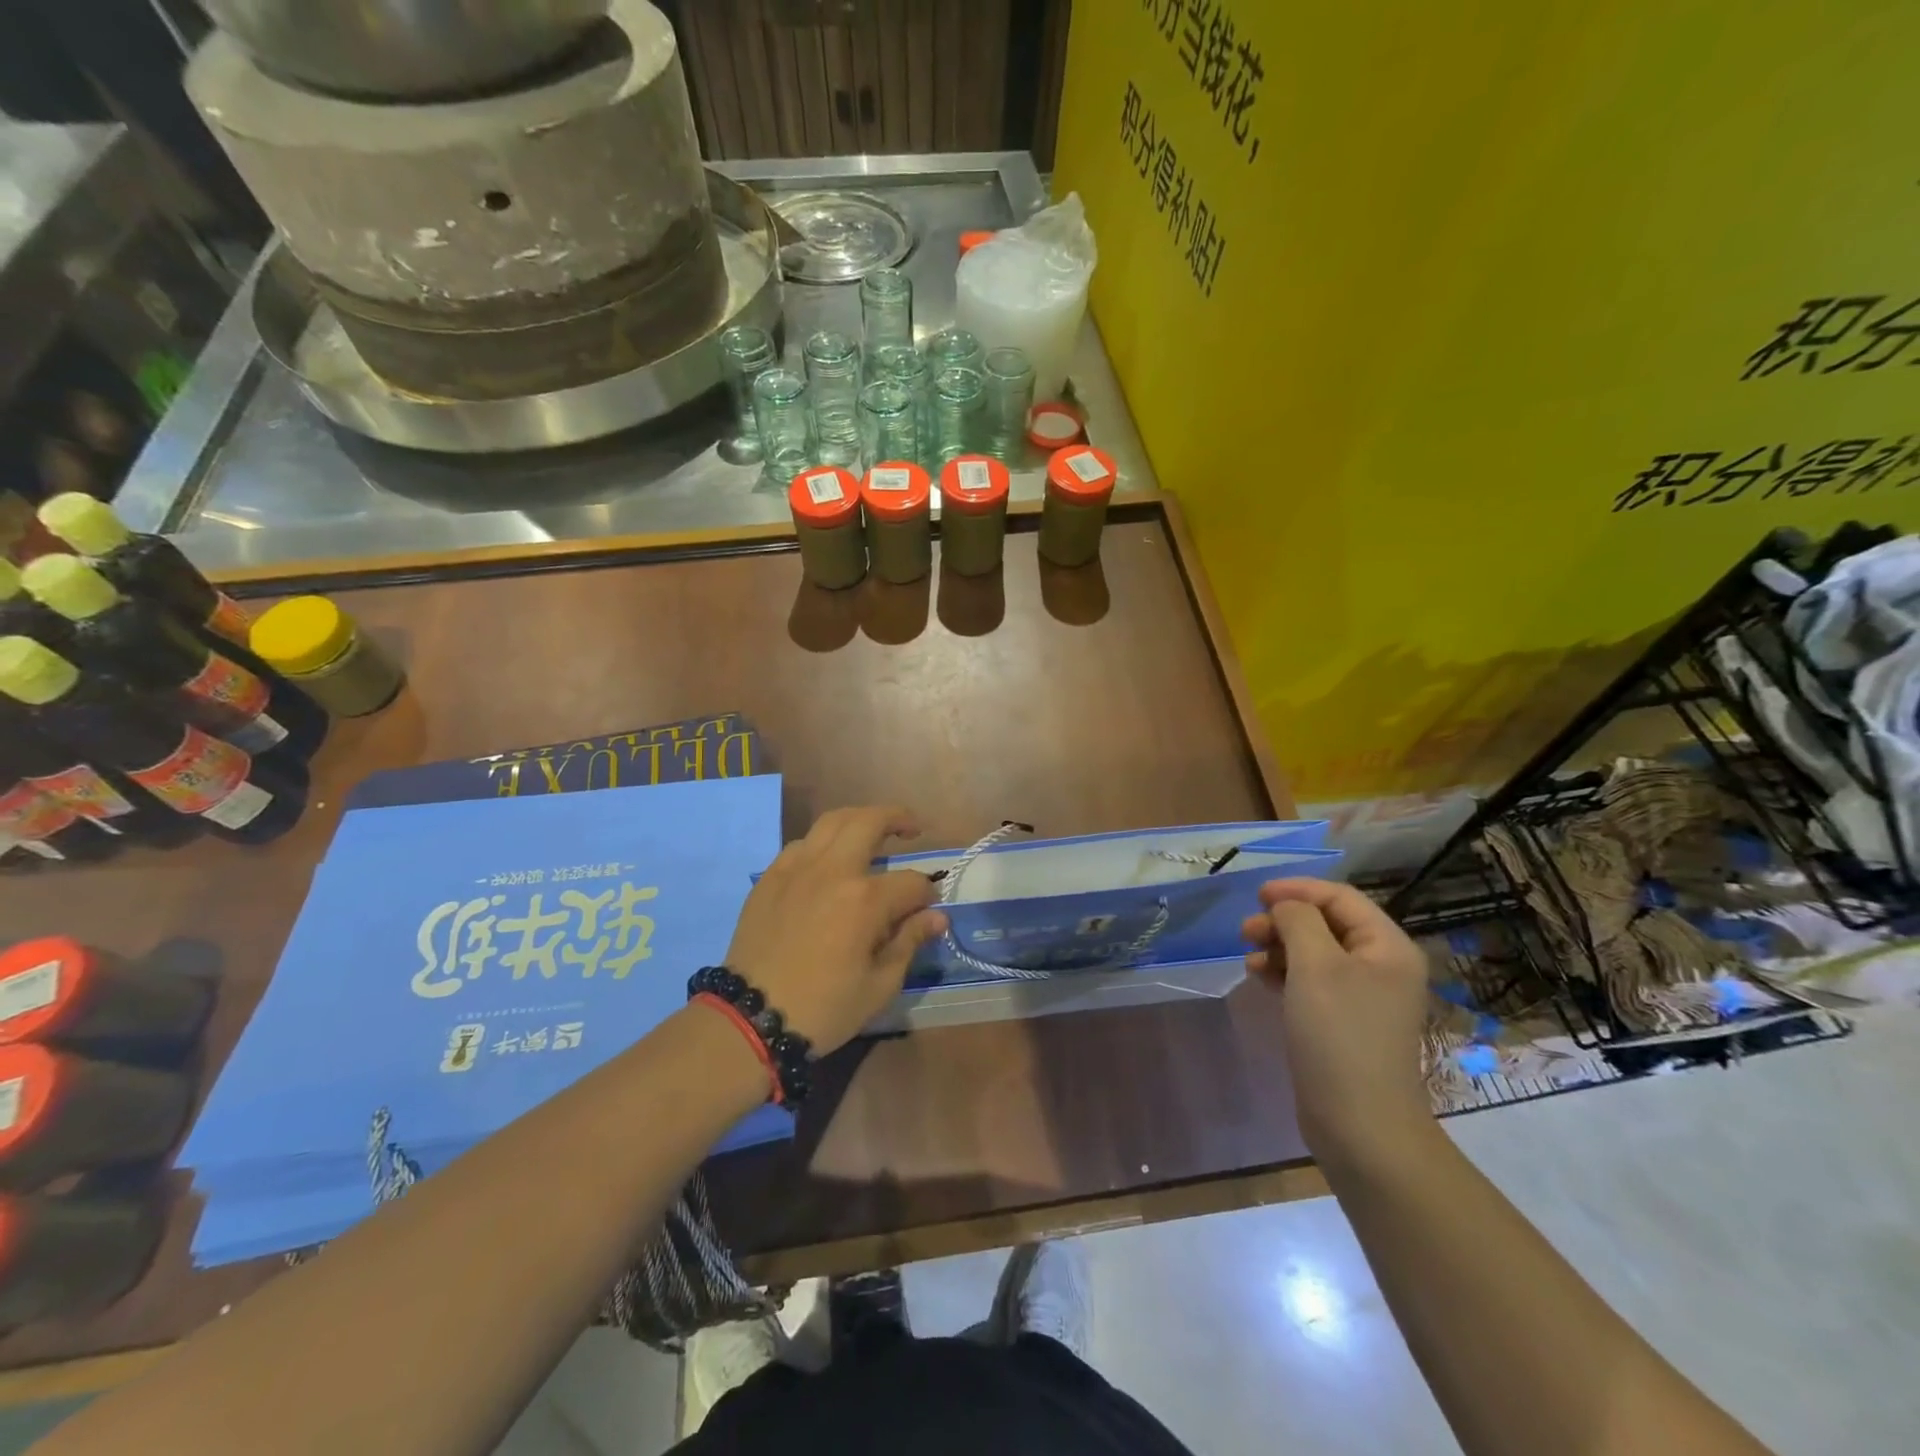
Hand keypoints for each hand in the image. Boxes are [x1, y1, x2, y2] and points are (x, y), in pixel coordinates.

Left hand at [725, 805, 947, 1053]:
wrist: (751, 1019)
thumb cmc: (823, 1009)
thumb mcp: (879, 986)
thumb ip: (909, 942)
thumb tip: (937, 917)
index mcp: (865, 900)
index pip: (911, 882)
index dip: (927, 894)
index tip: (930, 909)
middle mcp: (833, 871)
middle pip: (870, 821)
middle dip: (898, 818)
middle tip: (912, 828)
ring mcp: (797, 868)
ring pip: (832, 821)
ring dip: (859, 819)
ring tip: (872, 832)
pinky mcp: (770, 877)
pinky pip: (801, 844)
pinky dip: (823, 843)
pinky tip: (828, 861)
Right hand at [1241, 879, 1432, 1164]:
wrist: (1359, 1124)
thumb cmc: (1340, 1034)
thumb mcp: (1315, 966)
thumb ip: (1298, 921)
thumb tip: (1285, 906)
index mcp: (1387, 947)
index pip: (1341, 898)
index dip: (1298, 890)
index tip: (1256, 895)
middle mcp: (1380, 966)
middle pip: (1326, 923)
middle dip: (1284, 920)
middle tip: (1246, 931)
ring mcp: (1363, 997)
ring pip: (1314, 952)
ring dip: (1279, 947)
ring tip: (1249, 958)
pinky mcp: (1342, 1022)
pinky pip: (1310, 981)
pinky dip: (1284, 973)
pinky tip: (1259, 978)